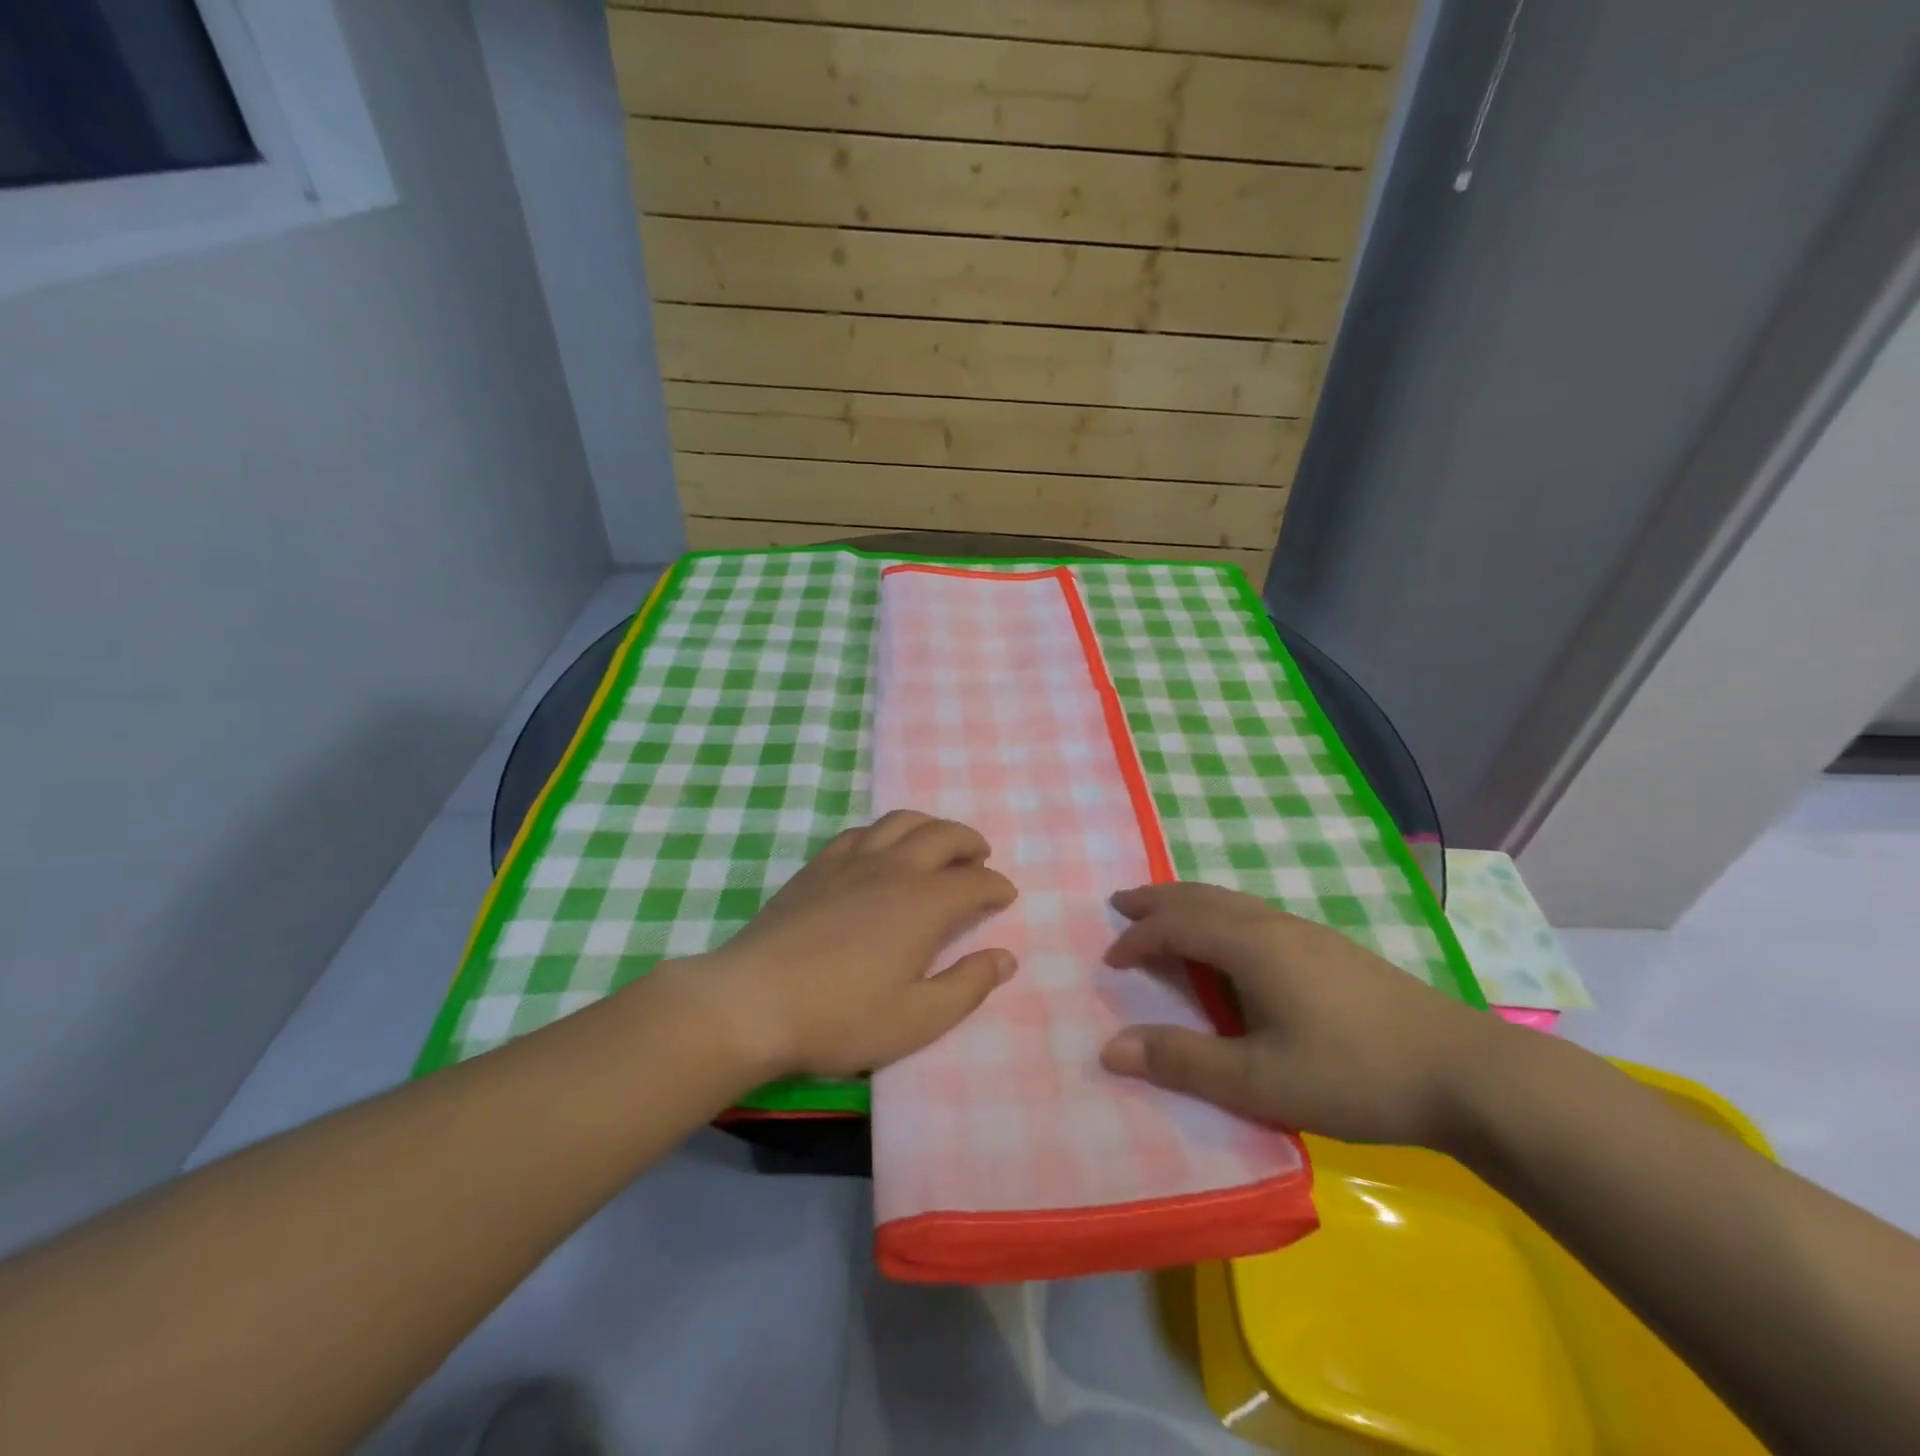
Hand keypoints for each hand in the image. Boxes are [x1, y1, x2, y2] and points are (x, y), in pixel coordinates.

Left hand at [679, 811, 1017, 1080]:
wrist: (754, 1001)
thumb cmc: (842, 1016)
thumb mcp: (918, 1018)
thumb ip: (968, 985)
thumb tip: (1006, 958)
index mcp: (924, 903)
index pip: (975, 881)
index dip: (996, 886)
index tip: (1005, 896)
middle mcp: (894, 868)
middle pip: (943, 835)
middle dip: (970, 843)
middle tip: (979, 859)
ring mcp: (852, 860)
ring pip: (901, 821)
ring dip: (930, 827)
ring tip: (938, 845)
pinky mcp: (818, 866)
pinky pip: (861, 832)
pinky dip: (884, 833)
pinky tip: (881, 851)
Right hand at [1098, 882, 1507, 1149]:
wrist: (1469, 1074)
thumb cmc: (1355, 1075)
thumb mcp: (1260, 1080)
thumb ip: (1183, 1062)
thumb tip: (1109, 1049)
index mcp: (1252, 945)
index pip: (1176, 925)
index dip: (1137, 939)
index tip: (1109, 962)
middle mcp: (1275, 925)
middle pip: (1202, 897)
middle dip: (1157, 900)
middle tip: (1120, 903)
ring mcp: (1309, 933)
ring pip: (1232, 901)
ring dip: (1189, 904)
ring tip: (1166, 916)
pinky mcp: (1333, 950)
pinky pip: (1255, 913)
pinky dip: (1220, 914)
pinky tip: (1233, 941)